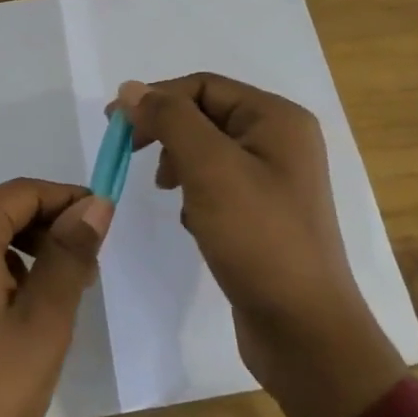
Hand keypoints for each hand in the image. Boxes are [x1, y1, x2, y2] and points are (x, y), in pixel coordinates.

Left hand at [0, 179, 112, 416]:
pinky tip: (12, 319)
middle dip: (46, 233)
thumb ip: (70, 256)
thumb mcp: (42, 326)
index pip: (23, 192)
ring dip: (21, 256)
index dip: (69, 201)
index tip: (107, 225)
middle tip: (87, 275)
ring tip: (55, 301)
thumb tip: (95, 204)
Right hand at [115, 74, 405, 416]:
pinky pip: (219, 185)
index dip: (156, 99)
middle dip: (167, 132)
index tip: (114, 127)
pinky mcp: (264, 214)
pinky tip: (193, 222)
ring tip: (169, 193)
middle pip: (206, 115)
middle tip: (130, 155)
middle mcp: (281, 141)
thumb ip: (169, 120)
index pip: (203, 86)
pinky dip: (196, 195)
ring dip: (179, 164)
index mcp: (277, 119)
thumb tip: (131, 87)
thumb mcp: (209, 168)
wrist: (304, 330)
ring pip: (208, 151)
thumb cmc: (258, 238)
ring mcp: (275, 179)